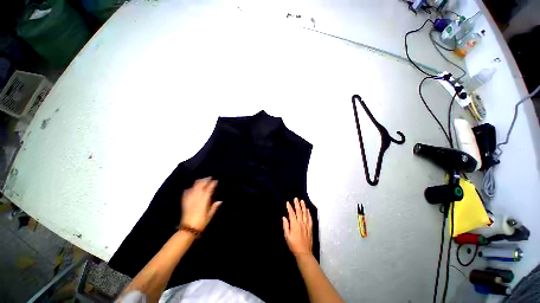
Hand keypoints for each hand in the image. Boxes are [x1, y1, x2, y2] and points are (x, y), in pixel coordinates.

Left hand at [180, 177, 221, 230]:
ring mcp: (190, 198)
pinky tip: (191, 187)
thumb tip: (220, 201)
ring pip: (194, 187)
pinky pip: (187, 192)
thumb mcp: (209, 215)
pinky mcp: (185, 201)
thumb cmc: (201, 222)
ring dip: (198, 182)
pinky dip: (190, 188)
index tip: (216, 180)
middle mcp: (197, 197)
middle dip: (205, 180)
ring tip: (202, 180)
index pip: (209, 189)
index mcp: (204, 200)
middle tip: (209, 177)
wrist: (188, 229)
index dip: (212, 184)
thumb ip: (214, 207)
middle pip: (201, 185)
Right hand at [283, 198, 312, 258]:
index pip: (291, 213)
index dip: (289, 207)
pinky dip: (309, 213)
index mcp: (294, 224)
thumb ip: (286, 226)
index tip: (288, 202)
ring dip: (303, 206)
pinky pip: (310, 219)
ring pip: (305, 213)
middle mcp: (301, 223)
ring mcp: (306, 225)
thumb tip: (284, 217)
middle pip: (299, 211)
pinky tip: (308, 210)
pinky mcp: (310, 228)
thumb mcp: (287, 236)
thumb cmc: (293, 245)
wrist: (304, 253)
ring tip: (302, 201)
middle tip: (296, 198)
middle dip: (297, 204)